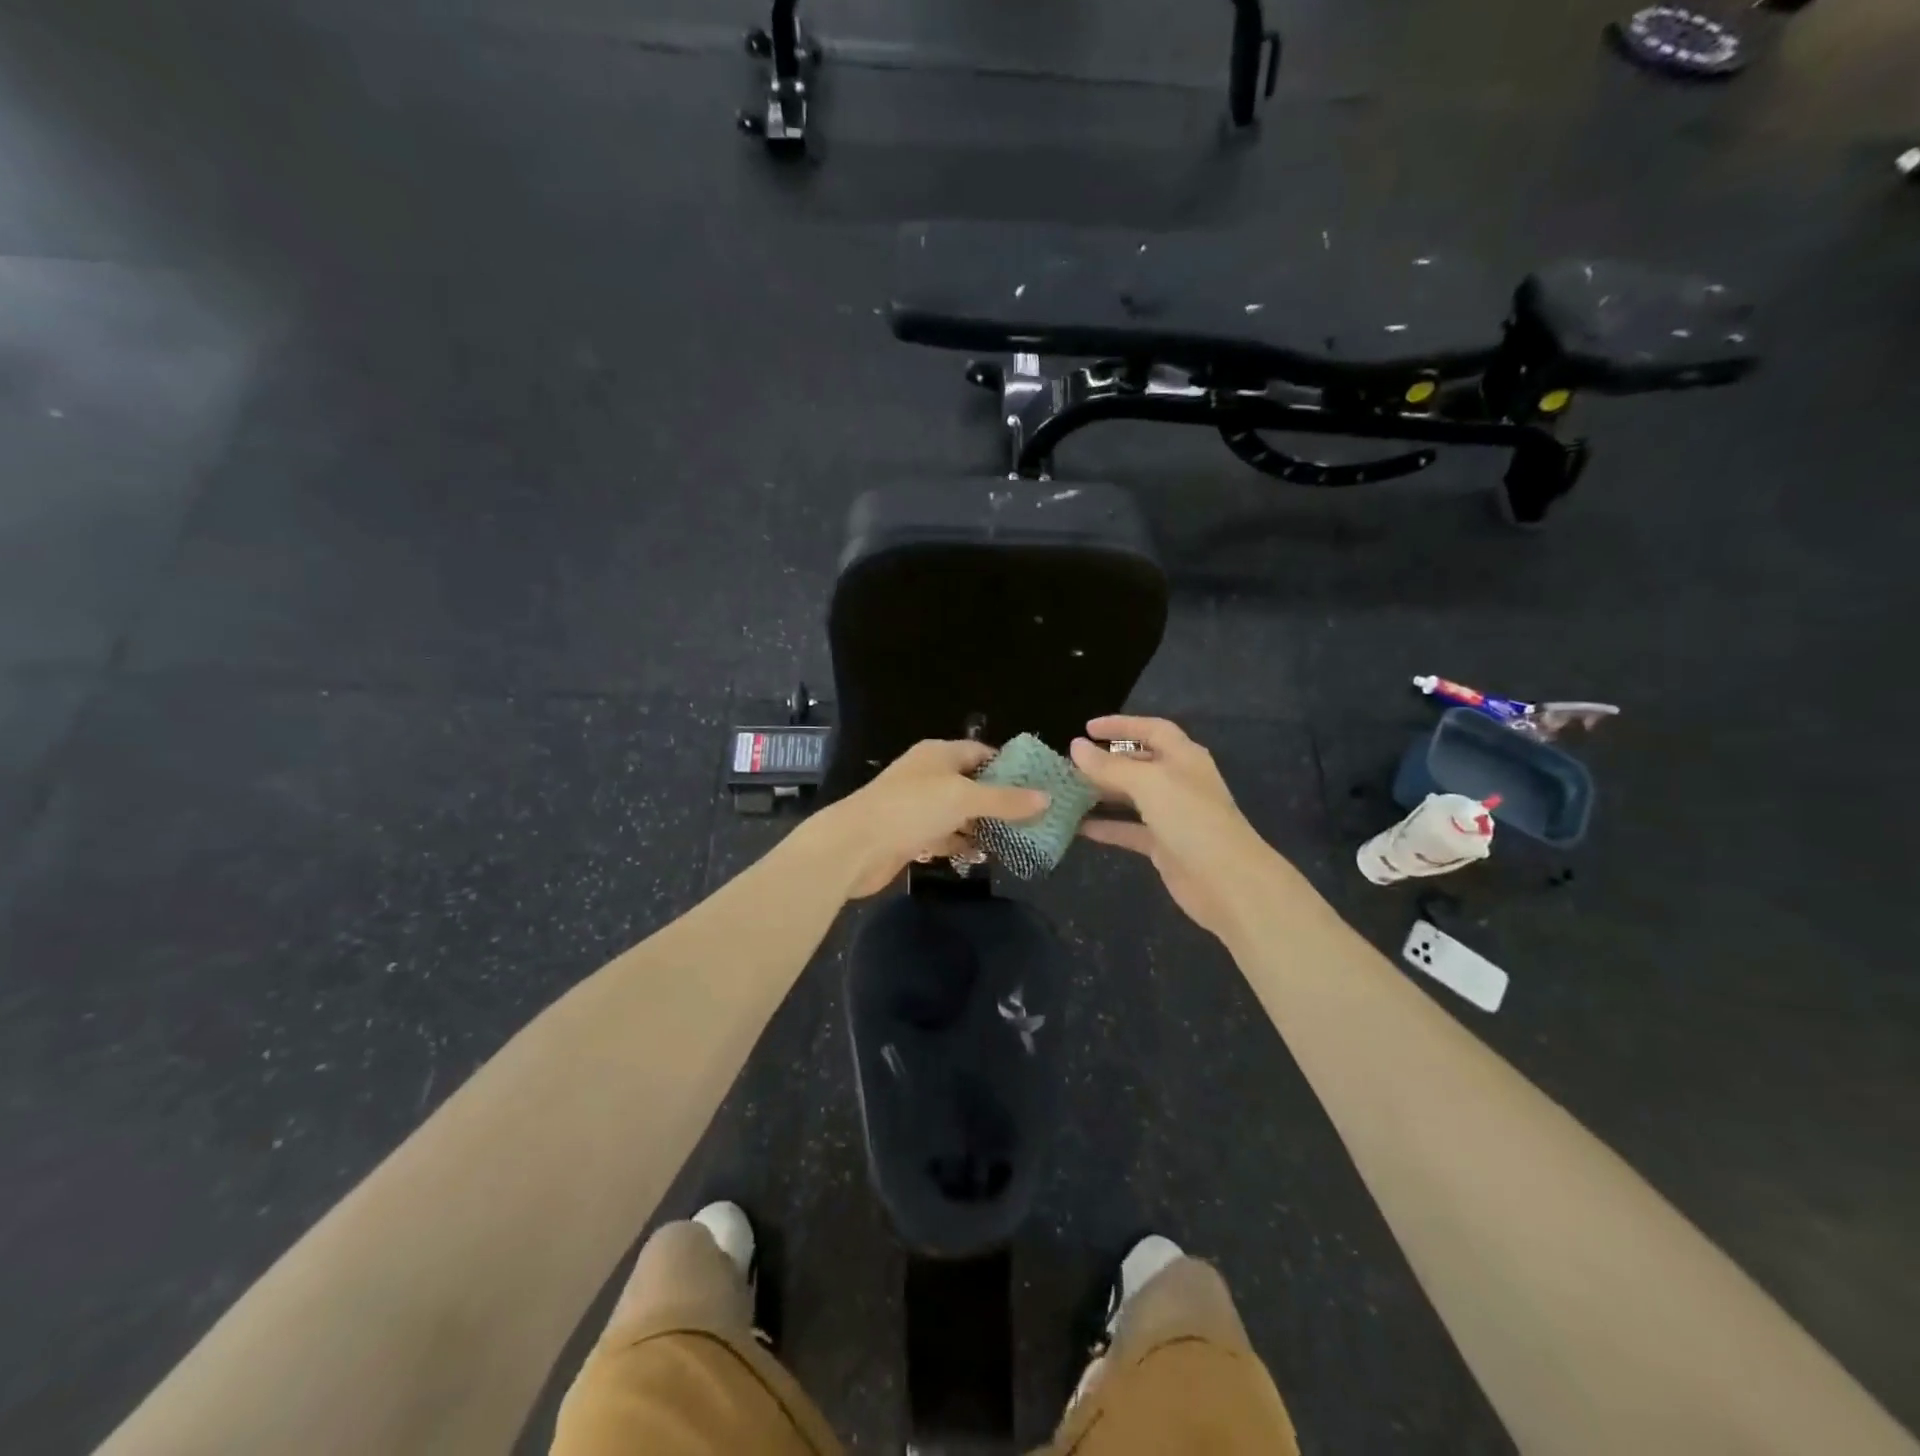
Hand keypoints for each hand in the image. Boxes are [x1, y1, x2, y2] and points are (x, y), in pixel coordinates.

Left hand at [813, 740, 1048, 898]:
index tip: (1037, 786)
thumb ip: (1006, 800)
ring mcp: (918, 806)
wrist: (856, 845)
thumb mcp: (964, 798)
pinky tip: (982, 857)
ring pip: (959, 813)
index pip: (981, 752)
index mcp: (939, 754)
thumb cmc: (911, 808)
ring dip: (982, 826)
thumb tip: (1047, 798)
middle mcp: (928, 775)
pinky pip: (944, 836)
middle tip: (1034, 818)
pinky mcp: (910, 835)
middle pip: (972, 784)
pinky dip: (961, 845)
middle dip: (1000, 801)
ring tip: (1016, 840)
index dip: (1009, 767)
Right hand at [1071, 716, 1278, 941]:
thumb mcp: (1149, 784)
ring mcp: (1172, 815)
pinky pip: (1128, 830)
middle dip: (1106, 761)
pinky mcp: (1163, 845)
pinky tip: (1078, 827)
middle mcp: (1178, 782)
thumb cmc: (1191, 820)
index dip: (1121, 725)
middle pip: (1138, 763)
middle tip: (1069, 763)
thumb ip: (1110, 766)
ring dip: (1102, 794)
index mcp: (1183, 757)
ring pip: (1131, 797)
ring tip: (1067, 792)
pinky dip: (1106, 826)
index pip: (1151, 730)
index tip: (1086, 728)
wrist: (1228, 882)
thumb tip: (1076, 746)